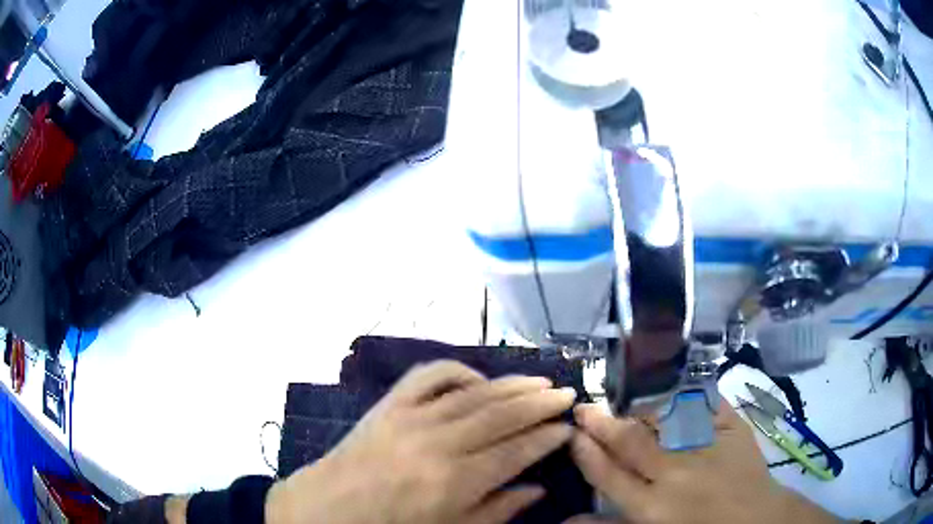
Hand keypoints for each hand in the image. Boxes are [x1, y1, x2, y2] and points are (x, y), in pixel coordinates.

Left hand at [267, 361, 575, 523]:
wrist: (332, 507)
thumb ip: (499, 509)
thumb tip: (537, 488)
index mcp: (455, 481)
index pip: (516, 452)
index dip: (547, 438)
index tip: (568, 428)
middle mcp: (438, 444)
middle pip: (502, 415)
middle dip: (541, 404)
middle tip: (567, 394)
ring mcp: (411, 418)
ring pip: (474, 393)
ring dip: (512, 385)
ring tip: (540, 382)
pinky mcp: (390, 404)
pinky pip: (428, 376)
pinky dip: (457, 371)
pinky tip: (478, 378)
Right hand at [569, 400, 843, 523]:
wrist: (756, 520)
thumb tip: (568, 519)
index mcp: (651, 507)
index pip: (607, 473)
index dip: (587, 451)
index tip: (574, 433)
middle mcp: (674, 473)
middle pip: (629, 441)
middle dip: (603, 422)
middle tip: (586, 406)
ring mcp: (705, 446)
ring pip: (661, 417)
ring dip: (637, 407)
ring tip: (622, 400)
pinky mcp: (731, 428)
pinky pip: (701, 404)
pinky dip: (682, 397)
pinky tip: (668, 391)